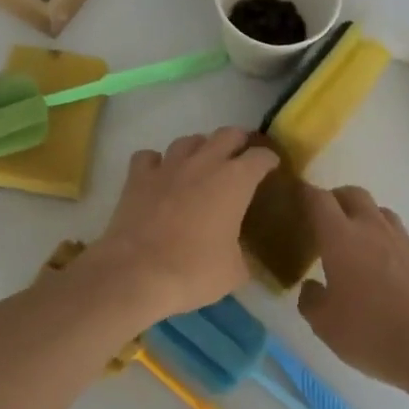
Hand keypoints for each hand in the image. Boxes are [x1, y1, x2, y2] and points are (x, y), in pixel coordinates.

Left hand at [84, 128, 278, 324]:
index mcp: (235, 181)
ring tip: (201, 164)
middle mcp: (204, 163)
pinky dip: (156, 163)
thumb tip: (239, 256)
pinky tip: (159, 175)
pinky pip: (149, 157)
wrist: (137, 274)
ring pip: (188, 141)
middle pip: (226, 134)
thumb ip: (242, 255)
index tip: (271, 166)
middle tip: (240, 157)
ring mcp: (168, 166)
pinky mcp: (137, 177)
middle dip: (237, 142)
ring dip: (199, 148)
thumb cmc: (195, 271)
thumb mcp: (234, 271)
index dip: (268, 160)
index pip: (260, 157)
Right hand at [298, 185, 408, 397]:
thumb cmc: (371, 332)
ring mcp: (403, 241)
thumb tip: (311, 287)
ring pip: (380, 212)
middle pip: (353, 194)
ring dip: (363, 217)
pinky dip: (385, 241)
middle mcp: (372, 229)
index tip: (296, 197)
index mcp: (341, 238)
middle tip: (324, 219)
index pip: (319, 200)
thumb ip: (311, 300)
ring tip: (355, 242)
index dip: (305, 194)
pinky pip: (399, 236)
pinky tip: (383, 269)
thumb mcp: (325, 325)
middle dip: (335, 198)